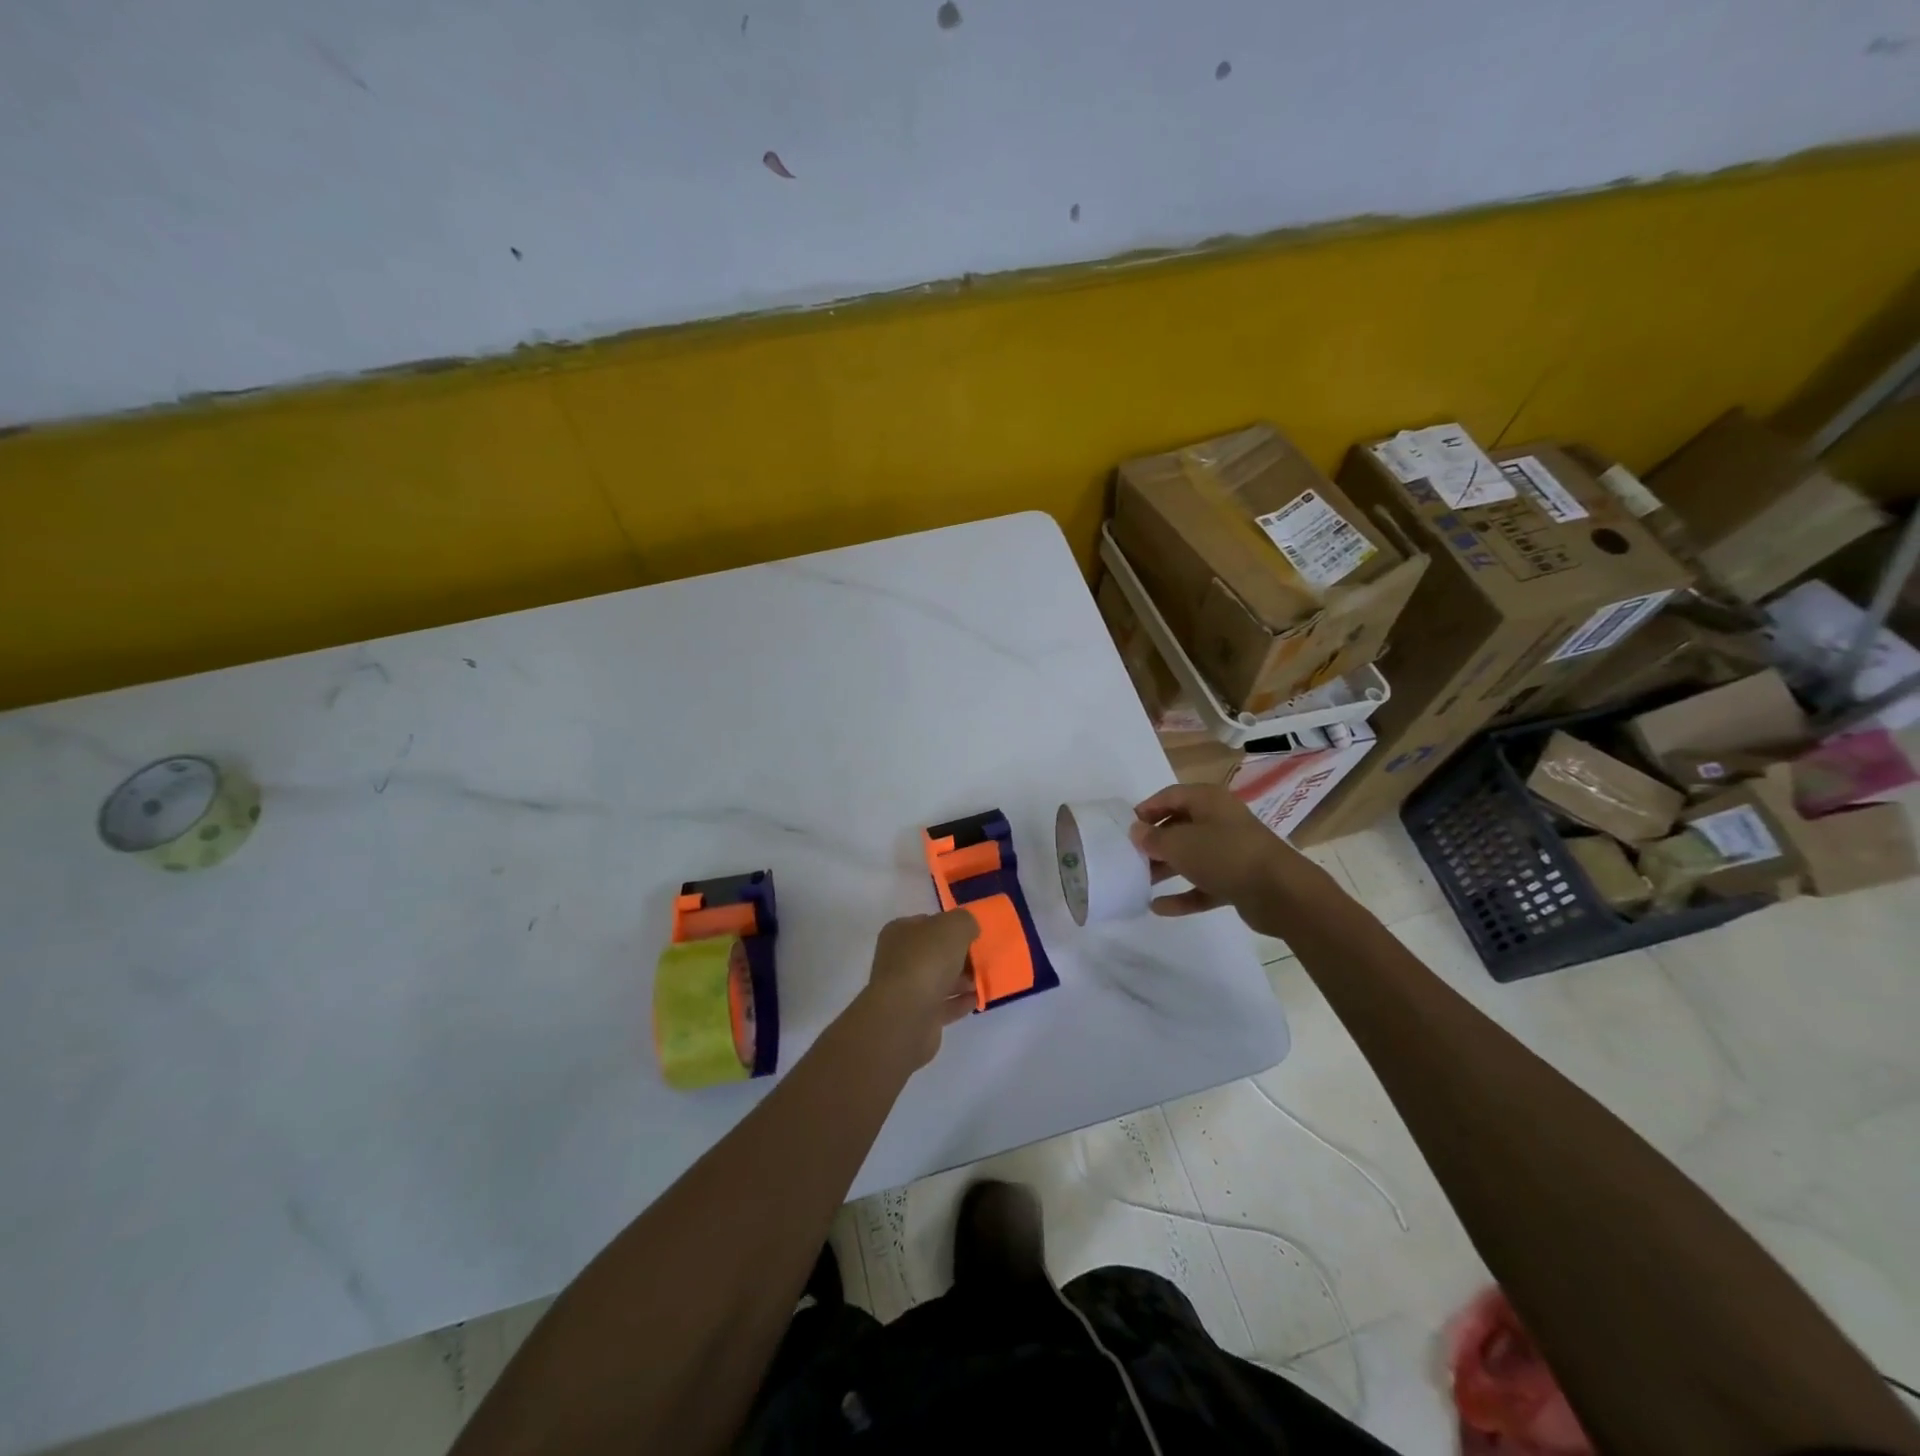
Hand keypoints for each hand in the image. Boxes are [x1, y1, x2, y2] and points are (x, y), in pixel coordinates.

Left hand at [859, 909, 980, 1068]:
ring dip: (962, 979)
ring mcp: (906, 990)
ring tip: (985, 979)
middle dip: (960, 955)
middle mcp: (899, 959)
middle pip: (935, 953)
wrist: (906, 1016)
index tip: (974, 933)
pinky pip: (944, 1005)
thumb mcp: (953, 926)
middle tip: (983, 957)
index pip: (928, 922)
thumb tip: (969, 930)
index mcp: (900, 933)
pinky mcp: (917, 1017)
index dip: (951, 925)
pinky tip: (977, 999)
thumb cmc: (926, 961)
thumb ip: (965, 922)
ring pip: (940, 979)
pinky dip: (960, 1002)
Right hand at [1128, 783, 1328, 936]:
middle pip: (1180, 826)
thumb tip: (1136, 831)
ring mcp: (1231, 851)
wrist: (1280, 892)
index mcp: (1208, 801)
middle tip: (1130, 857)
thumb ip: (1153, 838)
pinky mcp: (1237, 880)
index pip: (1170, 796)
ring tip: (1140, 882)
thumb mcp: (1180, 844)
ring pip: (1191, 856)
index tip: (1125, 828)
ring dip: (1166, 868)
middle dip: (1155, 842)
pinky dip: (1183, 894)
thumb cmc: (1225, 855)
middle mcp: (1220, 821)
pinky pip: (1203, 884)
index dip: (1146, 809)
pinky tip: (1158, 907)